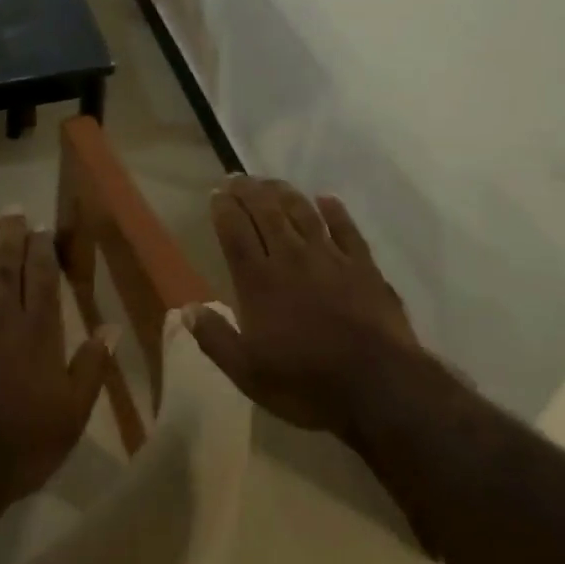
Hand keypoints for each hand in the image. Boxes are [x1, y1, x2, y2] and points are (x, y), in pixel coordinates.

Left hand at [0, 212, 114, 507]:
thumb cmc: (21, 444)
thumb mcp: (72, 413)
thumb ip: (91, 367)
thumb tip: (113, 328)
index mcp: (37, 331)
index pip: (41, 276)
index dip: (42, 248)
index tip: (42, 227)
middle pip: (5, 266)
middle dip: (10, 235)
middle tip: (12, 209)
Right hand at [191, 177, 425, 437]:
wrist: (378, 385)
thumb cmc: (306, 382)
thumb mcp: (248, 373)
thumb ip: (215, 338)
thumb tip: (186, 309)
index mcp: (259, 281)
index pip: (235, 232)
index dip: (223, 209)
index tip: (216, 194)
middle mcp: (291, 257)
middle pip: (266, 212)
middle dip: (248, 191)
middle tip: (237, 177)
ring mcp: (330, 257)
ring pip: (303, 212)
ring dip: (285, 193)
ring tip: (272, 182)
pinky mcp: (363, 265)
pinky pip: (346, 228)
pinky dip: (335, 210)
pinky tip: (326, 199)